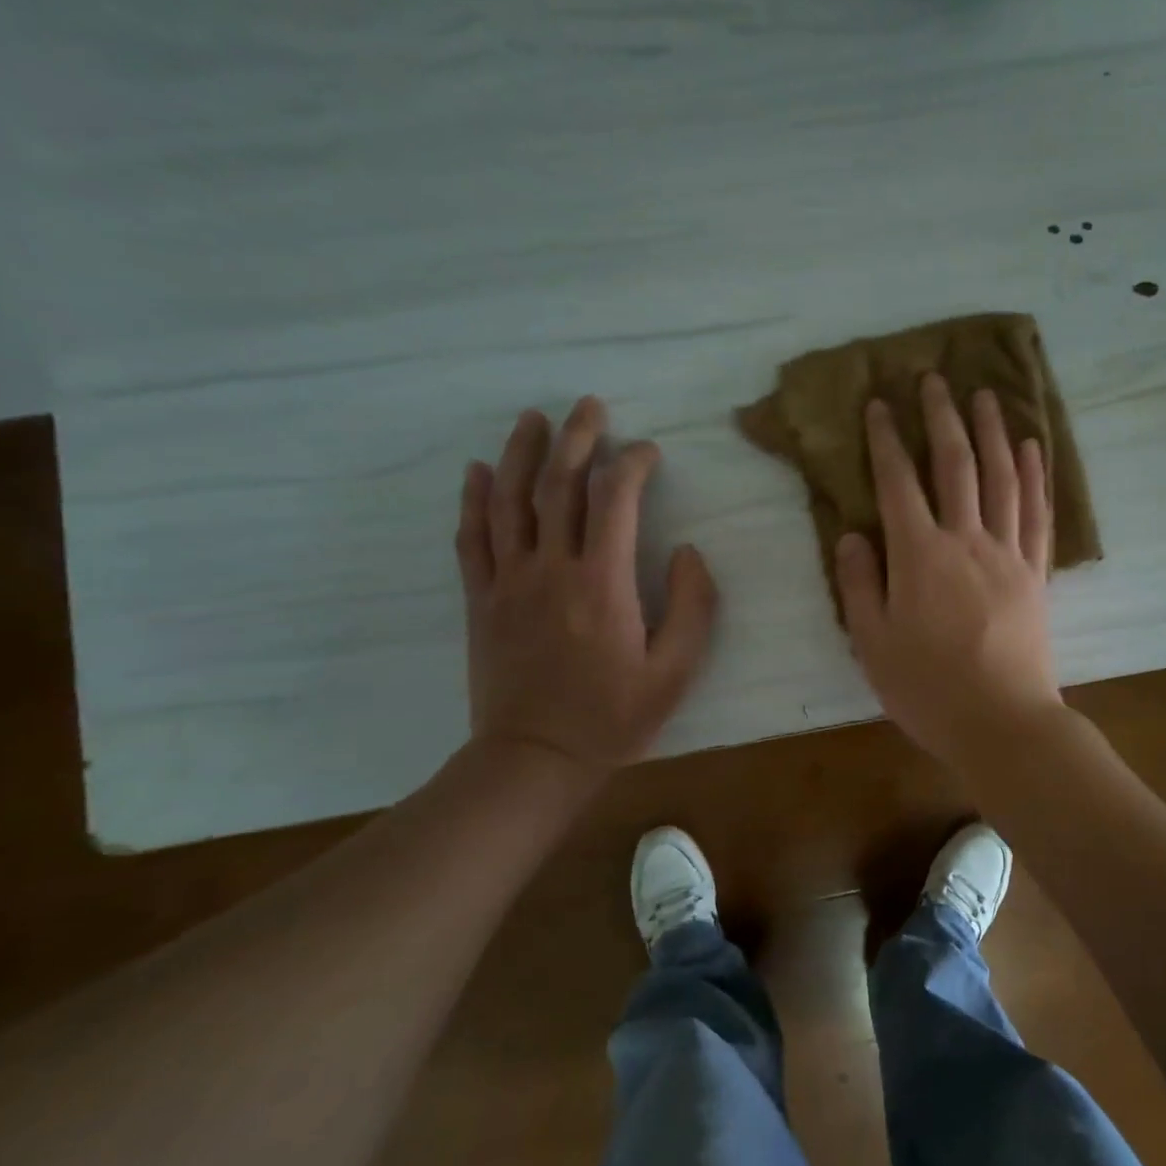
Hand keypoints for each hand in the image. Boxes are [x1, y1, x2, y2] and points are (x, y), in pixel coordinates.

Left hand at [456, 398, 717, 776]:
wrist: (535, 759)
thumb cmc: (614, 718)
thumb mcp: (676, 671)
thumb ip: (693, 607)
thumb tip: (688, 552)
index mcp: (603, 583)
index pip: (615, 500)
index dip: (633, 465)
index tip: (648, 452)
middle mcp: (551, 569)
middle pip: (560, 486)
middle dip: (578, 438)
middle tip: (589, 405)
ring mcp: (509, 582)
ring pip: (511, 501)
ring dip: (523, 453)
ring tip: (534, 418)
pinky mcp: (481, 601)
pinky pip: (472, 539)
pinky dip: (475, 501)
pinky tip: (479, 471)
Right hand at [835, 373, 1062, 771]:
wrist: (1003, 722)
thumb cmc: (928, 689)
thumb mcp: (873, 644)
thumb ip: (860, 584)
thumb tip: (852, 534)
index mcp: (920, 556)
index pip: (898, 483)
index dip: (886, 439)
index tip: (879, 403)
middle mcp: (966, 540)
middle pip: (955, 465)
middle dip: (942, 418)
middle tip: (935, 378)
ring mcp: (1008, 553)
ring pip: (1002, 477)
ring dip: (992, 432)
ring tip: (986, 395)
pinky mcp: (1036, 572)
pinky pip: (1037, 513)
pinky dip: (1034, 476)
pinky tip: (1032, 448)